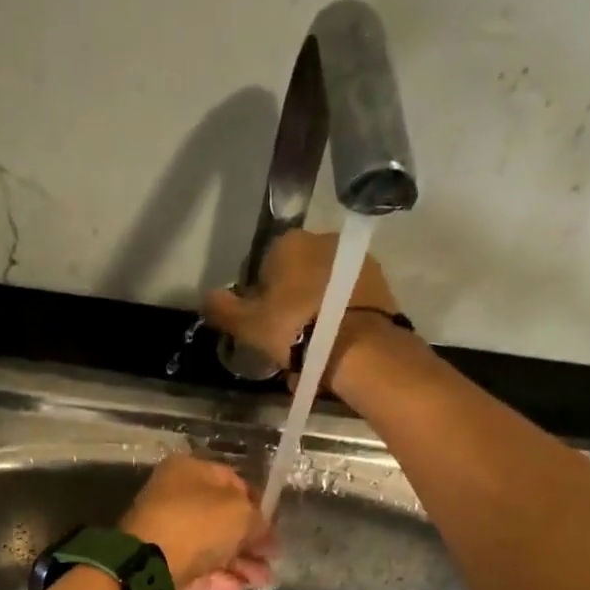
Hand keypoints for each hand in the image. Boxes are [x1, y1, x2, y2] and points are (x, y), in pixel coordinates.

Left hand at [120, 455, 277, 589]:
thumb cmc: (197, 524)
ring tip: (263, 580)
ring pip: (210, 546)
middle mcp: (173, 498)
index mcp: (187, 471)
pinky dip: (218, 578)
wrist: (149, 566)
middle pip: (220, 517)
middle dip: (250, 539)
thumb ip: (257, 518)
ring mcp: (165, 533)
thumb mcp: (240, 513)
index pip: (231, 480)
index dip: (256, 502)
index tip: (274, 524)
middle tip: (273, 556)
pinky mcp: (161, 564)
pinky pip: (196, 568)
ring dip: (240, 562)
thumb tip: (261, 529)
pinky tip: (238, 588)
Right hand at [201, 229, 405, 379]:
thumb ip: (223, 308)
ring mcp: (358, 261)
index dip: (258, 296)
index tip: (260, 323)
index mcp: (289, 242)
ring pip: (323, 289)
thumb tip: (207, 297)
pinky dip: (339, 319)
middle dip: (290, 302)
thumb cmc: (294, 329)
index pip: (263, 266)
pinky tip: (333, 346)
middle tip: (285, 338)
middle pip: (296, 276)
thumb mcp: (247, 324)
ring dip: (315, 311)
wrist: (360, 349)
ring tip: (311, 348)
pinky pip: (348, 302)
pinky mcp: (381, 286)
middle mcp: (325, 240)